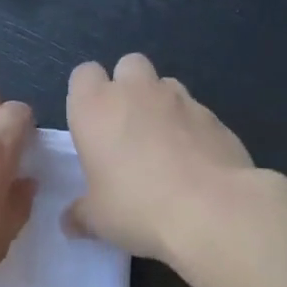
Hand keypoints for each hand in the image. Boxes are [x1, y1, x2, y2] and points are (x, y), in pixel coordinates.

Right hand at [67, 53, 254, 259]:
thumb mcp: (97, 220)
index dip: (86, 94)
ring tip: (163, 145)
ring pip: (165, 84)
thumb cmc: (137, 207)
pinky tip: (194, 162)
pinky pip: (196, 112)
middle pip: (128, 65)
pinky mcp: (215, 116)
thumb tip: (71, 222)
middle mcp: (136, 92)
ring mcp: (180, 99)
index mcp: (95, 108)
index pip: (83, 74)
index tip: (91, 125)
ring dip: (160, 104)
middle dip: (127, 87)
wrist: (211, 210)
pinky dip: (191, 128)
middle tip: (127, 128)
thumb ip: (80, 214)